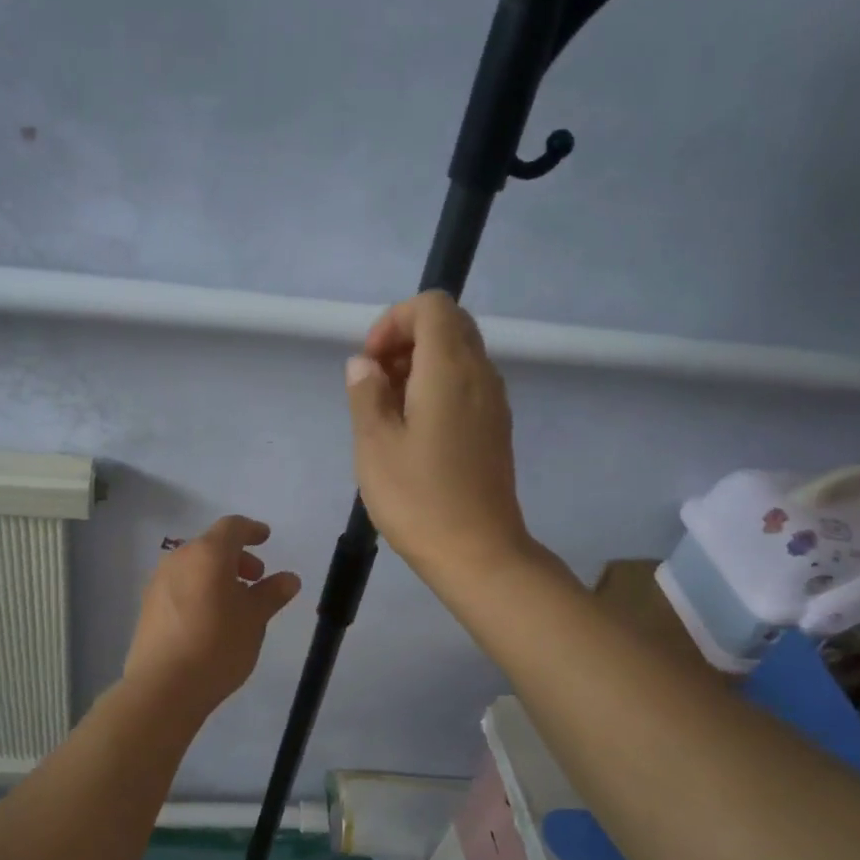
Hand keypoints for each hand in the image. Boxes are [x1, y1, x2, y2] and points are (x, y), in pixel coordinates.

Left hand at [123, 515, 301, 714]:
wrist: (163, 686)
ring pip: (194, 567)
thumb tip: (289, 578)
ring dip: (217, 575)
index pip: (232, 527)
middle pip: (211, 546)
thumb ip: (272, 593)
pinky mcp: (148, 606)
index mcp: (207, 554)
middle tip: (256, 578)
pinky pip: (180, 586)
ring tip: (236, 603)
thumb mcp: (254, 619)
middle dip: (236, 557)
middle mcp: (179, 559)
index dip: (251, 530)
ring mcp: (158, 582)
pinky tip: (210, 618)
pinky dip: (199, 590)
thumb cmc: (217, 645)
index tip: (265, 538)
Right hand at [346, 291, 532, 583]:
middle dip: (405, 340)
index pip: (431, 306)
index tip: (369, 362)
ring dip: (420, 365)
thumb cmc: (418, 499)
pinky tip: (413, 430)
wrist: (478, 553)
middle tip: (375, 383)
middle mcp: (480, 375)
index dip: (393, 321)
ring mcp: (494, 402)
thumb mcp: (374, 445)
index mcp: (450, 370)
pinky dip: (437, 387)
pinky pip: (467, 384)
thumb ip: (366, 393)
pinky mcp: (495, 428)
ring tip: (388, 410)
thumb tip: (364, 365)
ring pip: (459, 354)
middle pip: (448, 325)